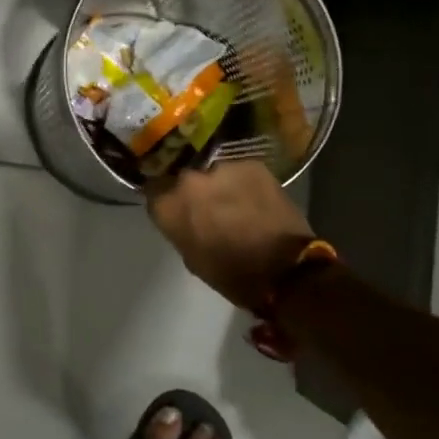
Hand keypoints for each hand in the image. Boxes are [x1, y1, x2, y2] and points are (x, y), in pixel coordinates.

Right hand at [144, 160, 317, 308]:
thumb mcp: (191, 257)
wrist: (285, 270)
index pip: (153, 190)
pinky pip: (239, 171)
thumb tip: (184, 216)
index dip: (164, 198)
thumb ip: (180, 227)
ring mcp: (222, 168)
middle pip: (184, 178)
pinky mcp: (252, 164)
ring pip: (213, 173)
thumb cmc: (232, 275)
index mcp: (169, 205)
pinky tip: (254, 199)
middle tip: (206, 206)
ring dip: (219, 185)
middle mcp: (189, 179)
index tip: (174, 207)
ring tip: (234, 202)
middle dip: (192, 190)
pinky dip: (243, 182)